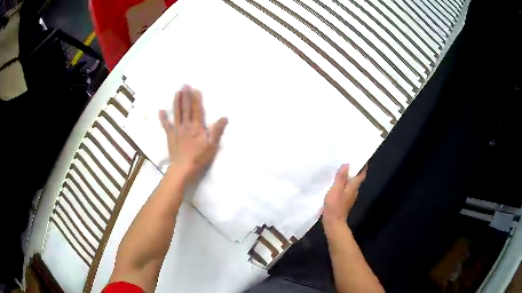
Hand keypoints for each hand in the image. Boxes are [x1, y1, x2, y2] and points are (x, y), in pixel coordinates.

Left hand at [159, 85, 227, 183]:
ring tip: (177, 92)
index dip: (196, 99)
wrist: (183, 169)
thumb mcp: (212, 146)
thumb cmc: (199, 159)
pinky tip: (160, 111)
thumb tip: (224, 117)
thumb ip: (217, 131)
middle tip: (184, 85)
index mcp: (197, 128)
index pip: (197, 110)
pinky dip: (163, 118)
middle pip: (186, 109)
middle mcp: (186, 126)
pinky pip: (166, 125)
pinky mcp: (170, 136)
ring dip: (176, 102)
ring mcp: (177, 131)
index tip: (195, 89)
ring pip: (176, 113)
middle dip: (186, 96)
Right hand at [322, 164, 366, 227]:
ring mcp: (349, 197)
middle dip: (353, 170)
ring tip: (339, 170)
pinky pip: (345, 189)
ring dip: (347, 177)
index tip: (361, 158)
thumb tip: (347, 165)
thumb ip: (341, 177)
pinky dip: (342, 184)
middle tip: (346, 160)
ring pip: (350, 184)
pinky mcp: (343, 201)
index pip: (362, 174)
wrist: (333, 222)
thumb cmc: (335, 205)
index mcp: (354, 186)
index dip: (363, 166)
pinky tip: (335, 183)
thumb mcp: (336, 189)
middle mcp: (354, 191)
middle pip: (356, 178)